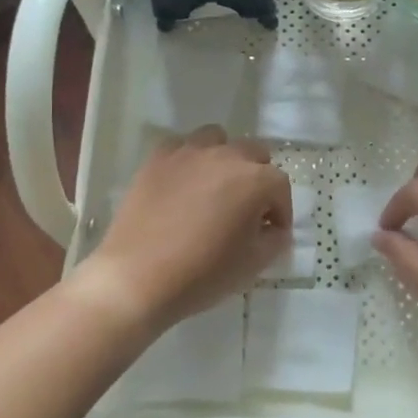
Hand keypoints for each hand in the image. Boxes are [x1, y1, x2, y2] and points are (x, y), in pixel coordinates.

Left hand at [81, 127, 291, 331]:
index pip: (280, 186)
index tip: (272, 233)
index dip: (280, 211)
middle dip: (258, 179)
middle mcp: (225, 156)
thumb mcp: (253, 264)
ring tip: (215, 188)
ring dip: (224, 159)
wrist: (137, 278)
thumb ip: (274, 239)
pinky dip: (188, 160)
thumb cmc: (203, 274)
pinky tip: (183, 185)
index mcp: (255, 180)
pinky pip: (181, 146)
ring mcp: (188, 153)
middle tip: (247, 209)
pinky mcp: (157, 159)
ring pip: (218, 139)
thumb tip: (273, 228)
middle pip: (254, 153)